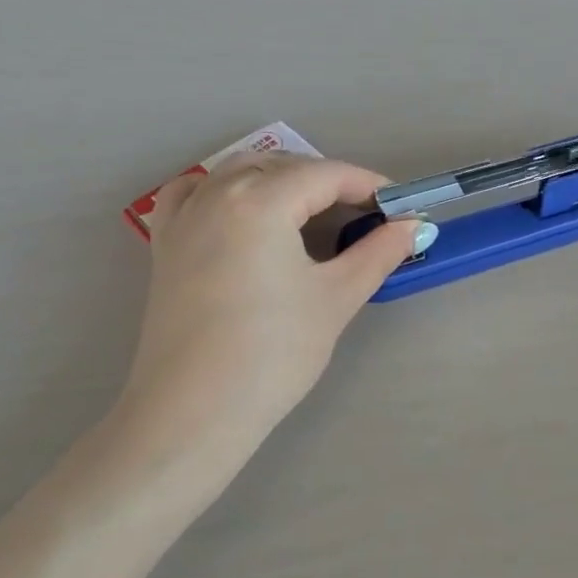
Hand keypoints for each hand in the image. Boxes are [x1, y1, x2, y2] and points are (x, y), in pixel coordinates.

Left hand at [120, 153, 417, 460]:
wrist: (195, 410)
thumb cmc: (273, 353)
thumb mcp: (336, 298)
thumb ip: (377, 253)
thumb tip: (413, 227)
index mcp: (260, 201)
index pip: (325, 175)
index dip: (367, 185)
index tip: (399, 206)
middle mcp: (216, 194)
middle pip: (281, 167)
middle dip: (326, 182)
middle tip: (363, 216)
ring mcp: (184, 217)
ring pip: (237, 172)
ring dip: (279, 179)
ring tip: (310, 211)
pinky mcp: (165, 245)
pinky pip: (192, 193)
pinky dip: (222, 189)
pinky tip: (239, 209)